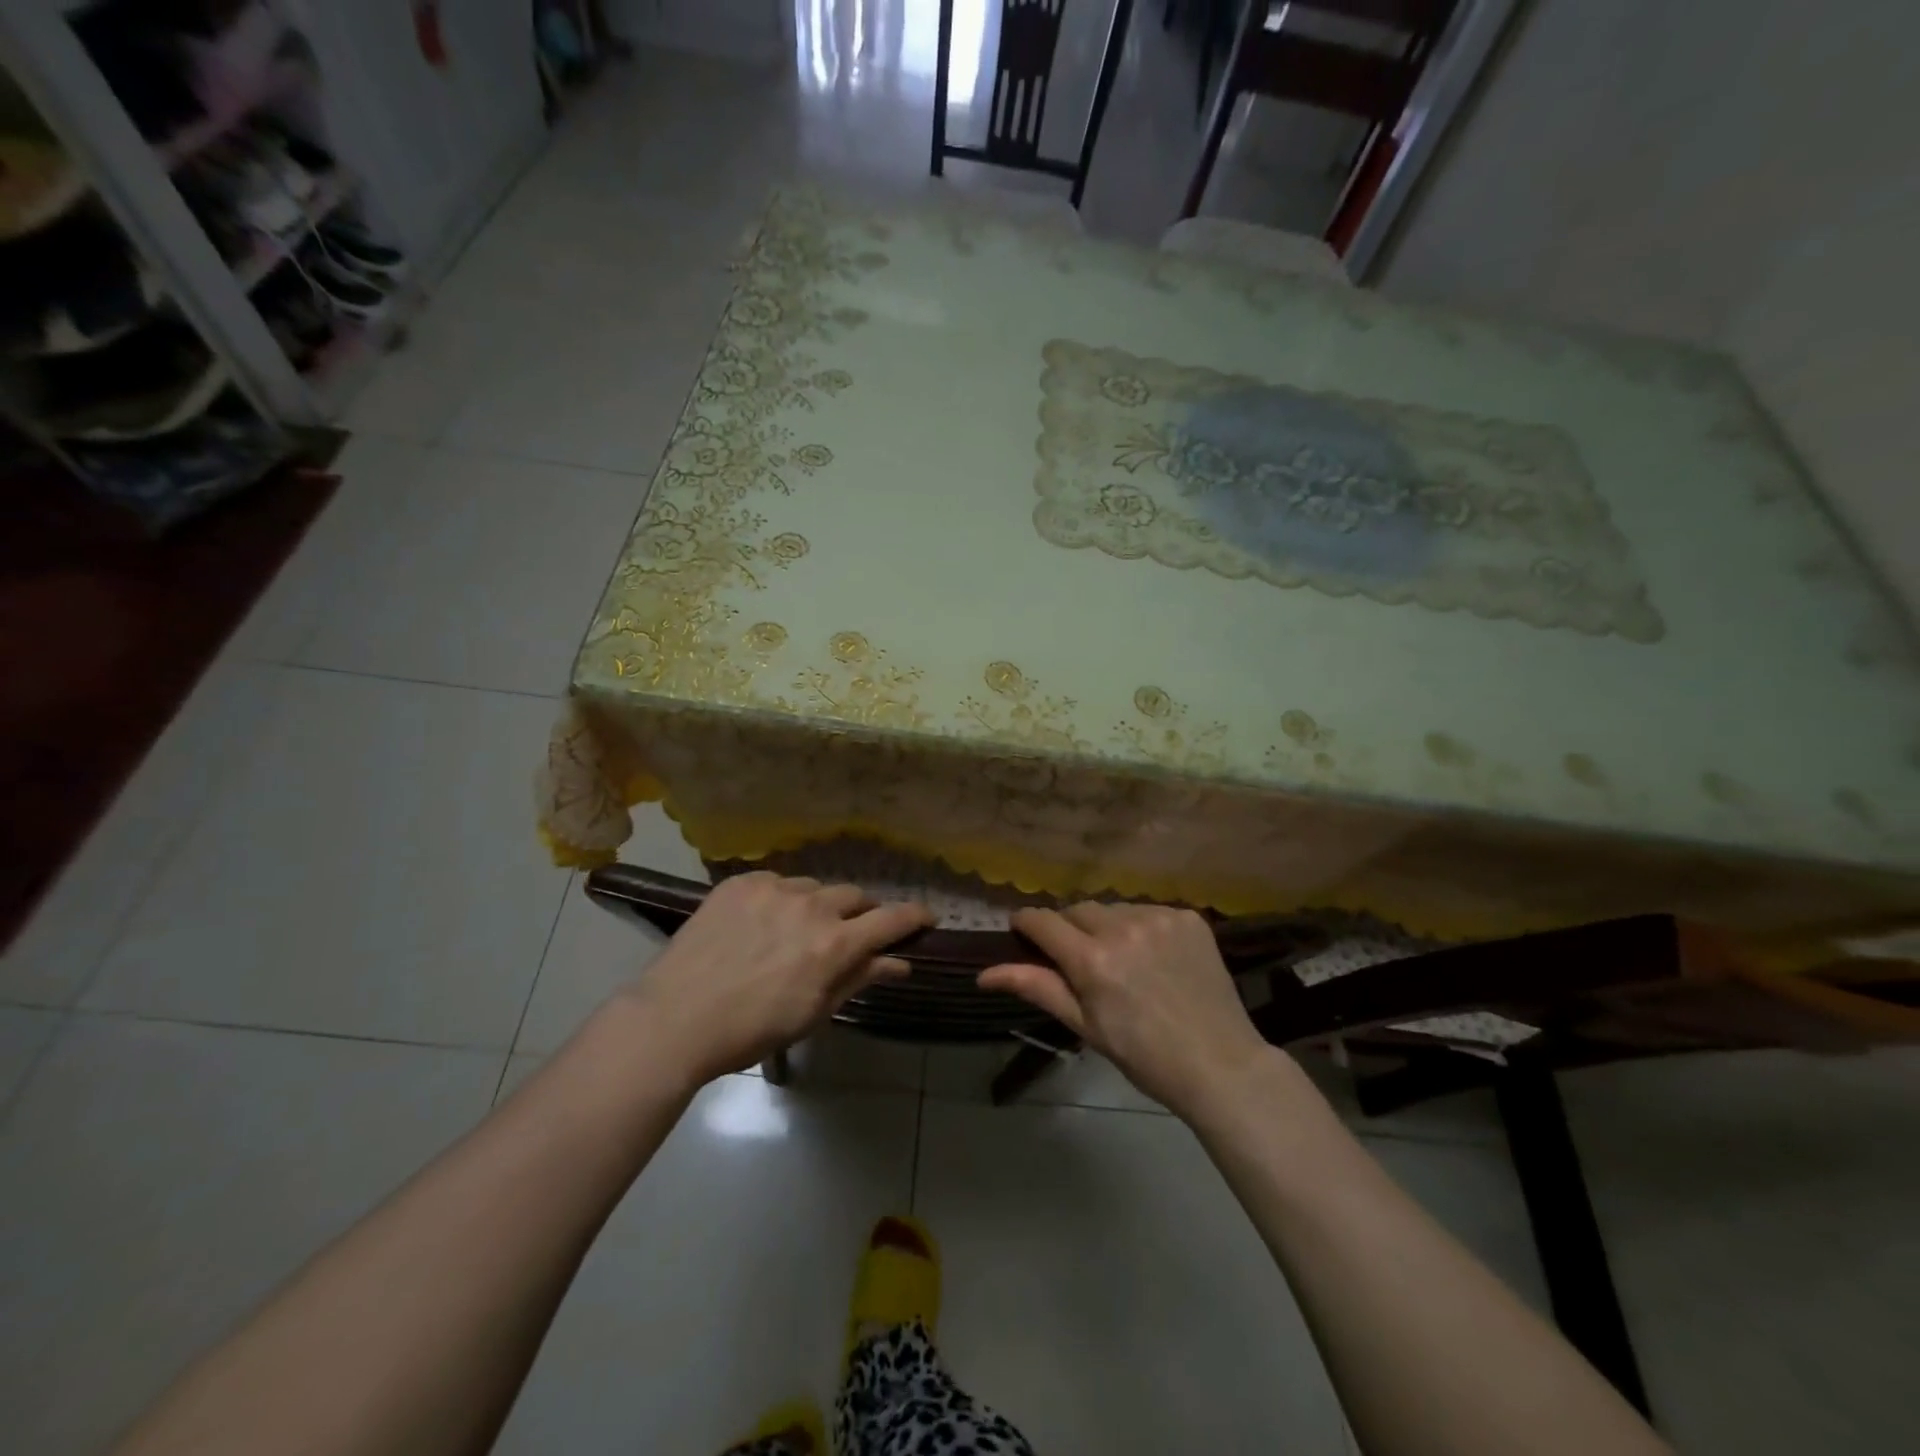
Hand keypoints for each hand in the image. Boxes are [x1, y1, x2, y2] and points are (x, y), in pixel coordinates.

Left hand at [613, 873, 932, 1086]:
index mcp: (834, 943)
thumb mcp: (814, 1012)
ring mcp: (774, 888)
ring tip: (795, 930)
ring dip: (817, 906)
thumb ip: (859, 978)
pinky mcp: (741, 882)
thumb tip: (900, 963)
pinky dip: (780, 899)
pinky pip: (776, 882)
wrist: (676, 1018)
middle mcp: (811, 906)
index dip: (914, 916)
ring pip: (814, 887)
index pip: (891, 919)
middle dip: (860, 913)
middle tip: (848, 933)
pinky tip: (761, 923)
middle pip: (854, 896)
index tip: (926, 917)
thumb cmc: (752, 1029)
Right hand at [979, 902, 1269, 1119]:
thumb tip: (983, 973)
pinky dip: (1142, 927)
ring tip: (1122, 959)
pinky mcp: (1188, 917)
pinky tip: (1154, 956)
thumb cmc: (1144, 1055)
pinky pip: (1148, 910)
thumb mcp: (1085, 1026)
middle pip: (1077, 909)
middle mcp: (1123, 926)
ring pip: (1113, 907)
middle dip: (1069, 929)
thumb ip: (1037, 988)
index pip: (1042, 920)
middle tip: (1080, 960)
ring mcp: (1159, 917)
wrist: (1221, 1064)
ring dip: (1107, 926)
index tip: (1022, 932)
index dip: (1026, 923)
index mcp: (1092, 959)